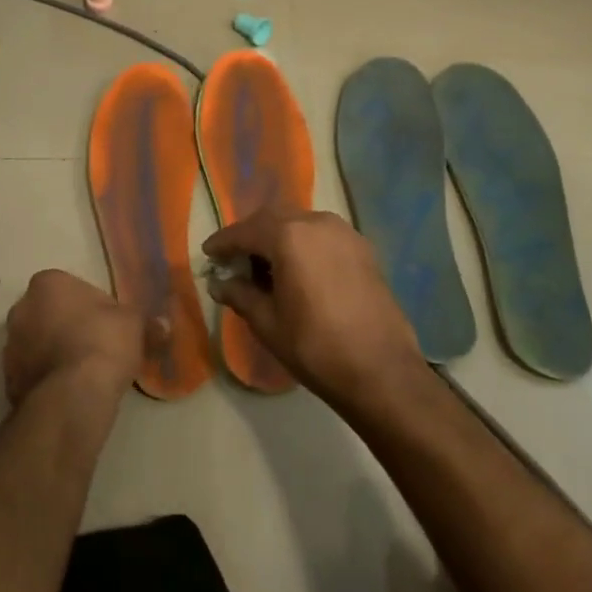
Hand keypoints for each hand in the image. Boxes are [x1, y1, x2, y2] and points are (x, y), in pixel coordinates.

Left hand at [3, 270, 154, 407]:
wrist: (73, 396)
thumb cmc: (103, 342)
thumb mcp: (134, 324)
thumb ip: (144, 320)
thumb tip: (163, 326)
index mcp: (47, 283)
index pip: (67, 286)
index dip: (87, 305)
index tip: (104, 323)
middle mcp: (21, 308)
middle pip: (46, 313)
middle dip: (64, 326)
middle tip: (92, 346)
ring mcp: (9, 345)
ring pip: (35, 343)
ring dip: (51, 352)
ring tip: (81, 374)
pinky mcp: (7, 379)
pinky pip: (30, 372)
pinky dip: (44, 379)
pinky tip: (67, 392)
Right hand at [204, 208, 428, 413]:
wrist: (383, 372)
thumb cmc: (316, 347)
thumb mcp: (268, 323)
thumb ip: (240, 295)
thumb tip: (219, 284)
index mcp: (289, 236)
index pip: (245, 231)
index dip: (223, 242)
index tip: (208, 254)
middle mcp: (316, 222)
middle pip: (273, 219)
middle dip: (250, 236)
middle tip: (234, 260)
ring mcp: (344, 233)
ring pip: (299, 223)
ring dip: (278, 238)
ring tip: (265, 266)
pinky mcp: (363, 248)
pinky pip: (322, 235)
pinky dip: (303, 244)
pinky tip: (298, 271)